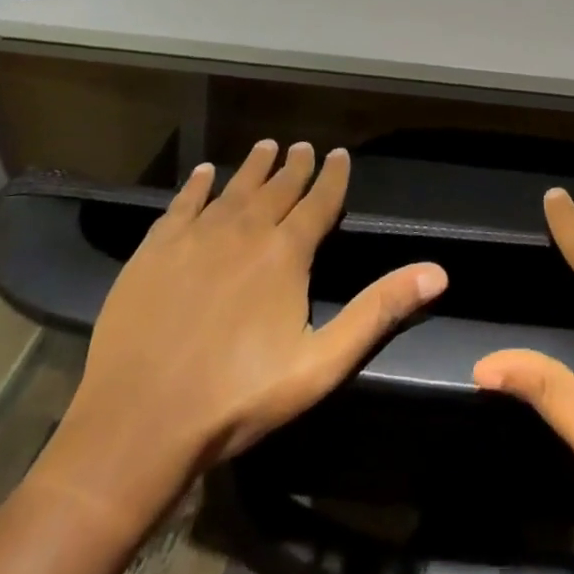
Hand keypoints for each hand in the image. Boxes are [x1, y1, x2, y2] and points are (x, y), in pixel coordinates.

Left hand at [33, 142, 447, 524]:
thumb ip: (378, 312)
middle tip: (303, 146)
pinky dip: (195, 186)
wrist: (136, 426)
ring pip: (233, 189)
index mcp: (285, 253)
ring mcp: (195, 238)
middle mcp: (244, 232)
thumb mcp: (321, 363)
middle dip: (294, 167)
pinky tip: (203, 174)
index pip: (318, 202)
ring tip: (265, 147)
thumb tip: (437, 272)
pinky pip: (181, 206)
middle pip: (276, 189)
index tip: (340, 154)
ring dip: (252, 167)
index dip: (332, 177)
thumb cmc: (237, 397)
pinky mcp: (153, 252)